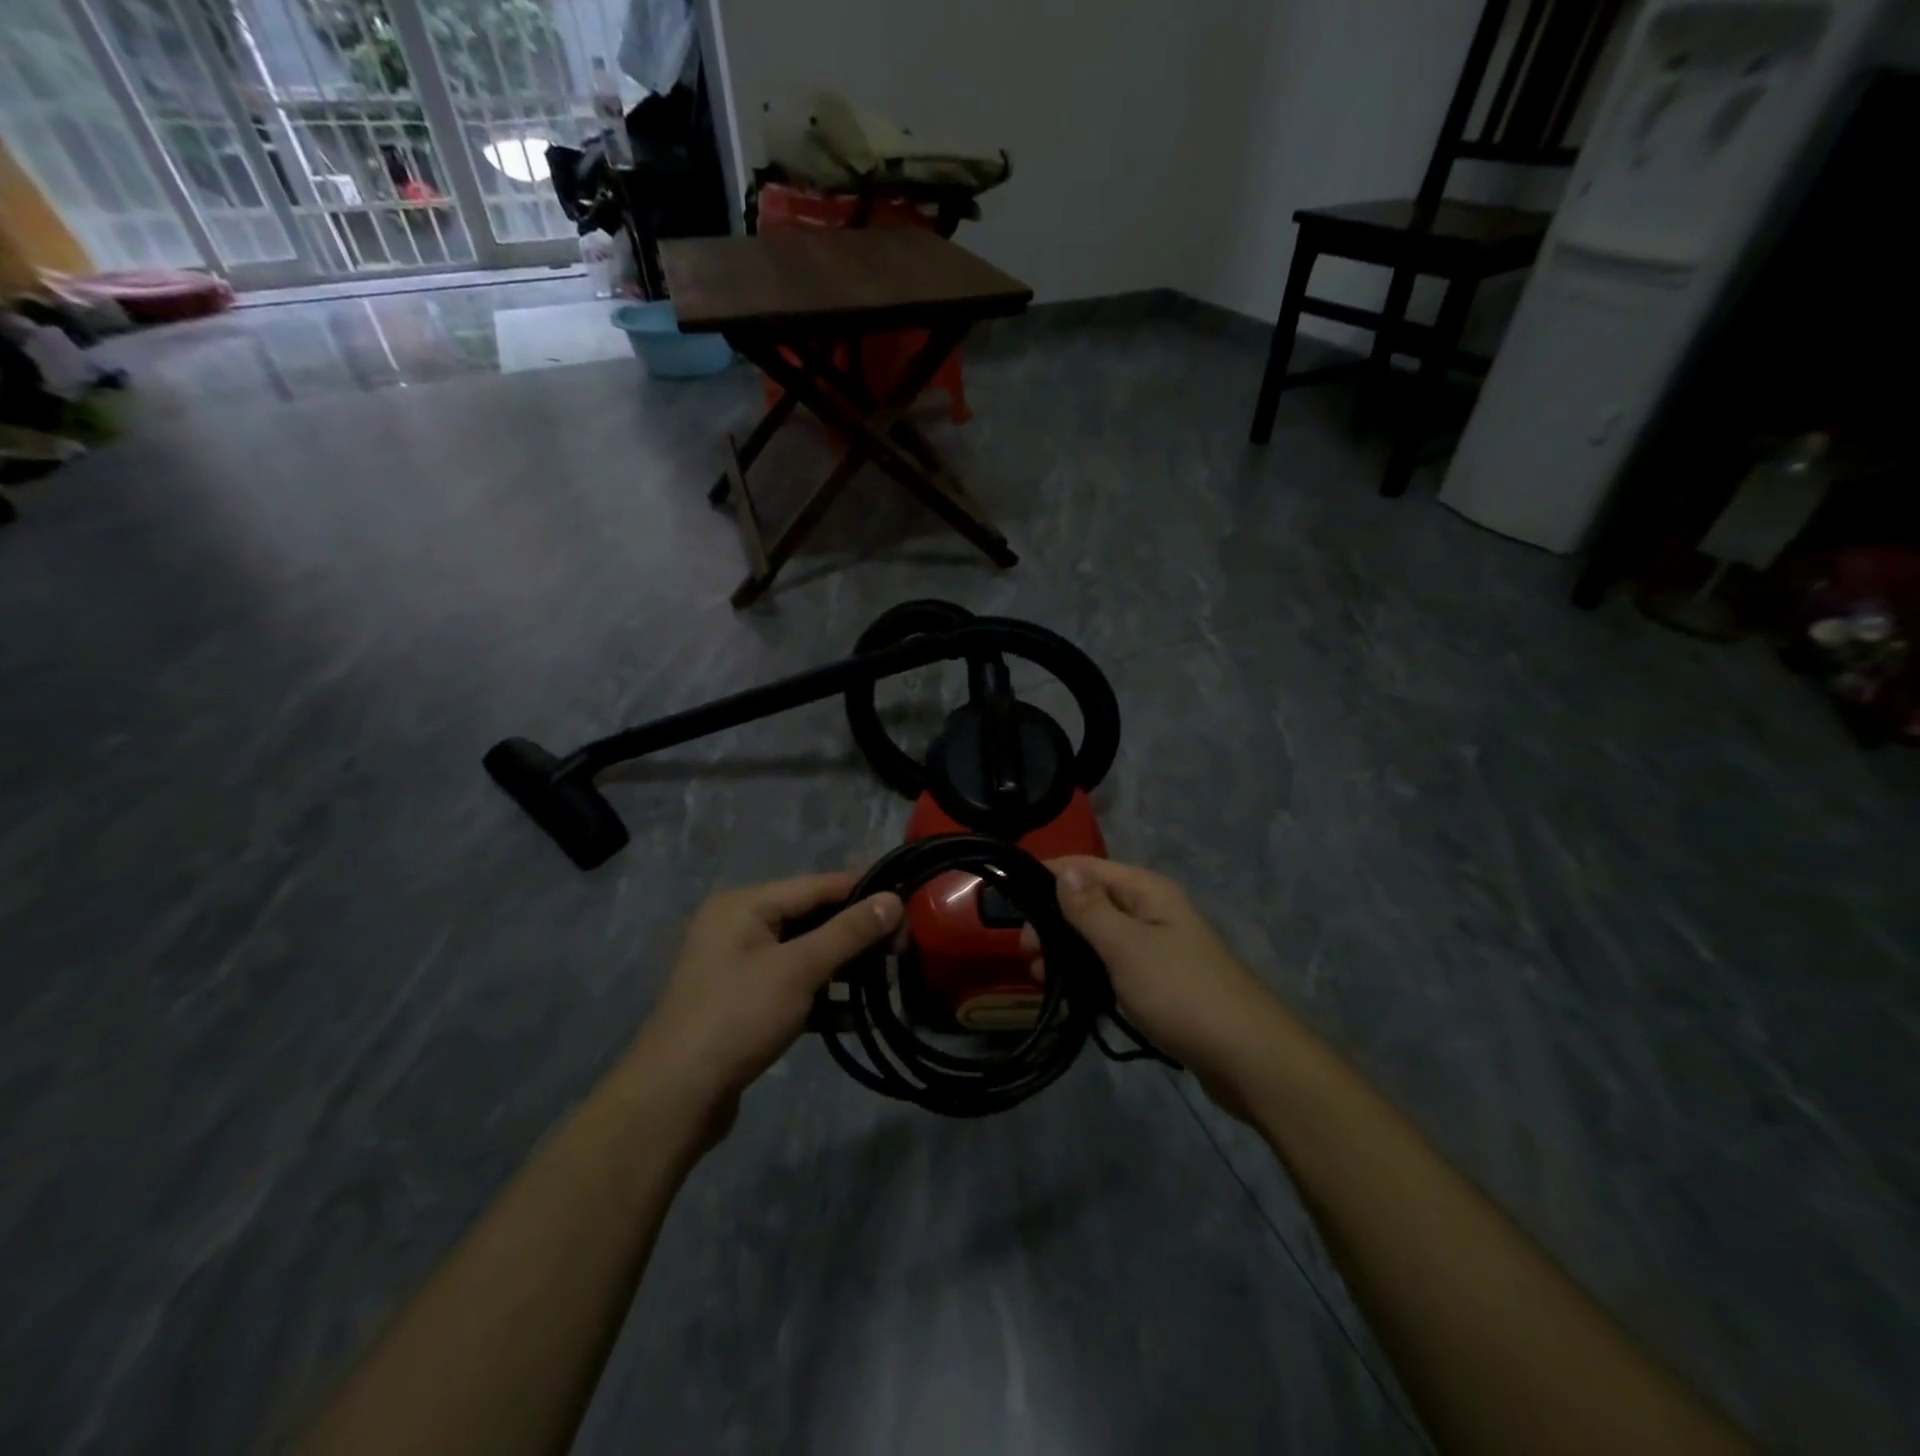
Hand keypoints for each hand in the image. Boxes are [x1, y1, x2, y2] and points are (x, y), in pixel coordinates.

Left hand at [630, 873, 901, 1133]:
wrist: (675, 1099)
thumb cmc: (738, 1017)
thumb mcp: (799, 969)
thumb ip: (848, 932)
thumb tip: (894, 900)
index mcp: (744, 905)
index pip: (816, 885)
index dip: (862, 891)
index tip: (907, 901)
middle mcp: (738, 927)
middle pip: (810, 918)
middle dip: (855, 933)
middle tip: (902, 947)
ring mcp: (739, 967)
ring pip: (803, 954)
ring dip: (842, 967)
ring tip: (887, 978)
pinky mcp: (743, 1004)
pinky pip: (791, 986)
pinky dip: (821, 997)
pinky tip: (855, 1016)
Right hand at [1027, 857, 1280, 1112]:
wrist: (1249, 1058)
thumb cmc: (1182, 994)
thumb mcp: (1127, 948)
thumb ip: (1091, 910)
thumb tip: (1063, 870)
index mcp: (1146, 891)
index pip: (1085, 868)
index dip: (1047, 879)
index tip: (1008, 902)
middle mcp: (1151, 910)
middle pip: (1090, 902)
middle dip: (1054, 922)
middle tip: (1024, 954)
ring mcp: (1157, 947)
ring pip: (1099, 937)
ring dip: (1068, 952)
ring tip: (1038, 978)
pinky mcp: (1159, 982)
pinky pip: (1113, 966)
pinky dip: (1089, 975)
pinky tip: (1069, 995)